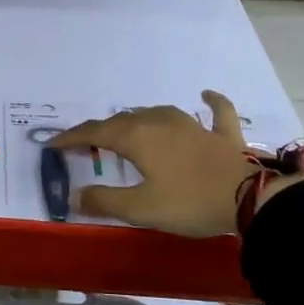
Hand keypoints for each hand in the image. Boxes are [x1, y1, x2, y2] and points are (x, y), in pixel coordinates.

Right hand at [51, 92, 301, 237]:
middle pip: (123, 121)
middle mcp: (160, 123)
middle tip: (85, 144)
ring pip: (157, 113)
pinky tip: (205, 94)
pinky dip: (209, 102)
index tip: (52, 145)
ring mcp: (193, 125)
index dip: (72, 138)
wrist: (250, 198)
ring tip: (127, 127)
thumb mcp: (141, 209)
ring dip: (138, 119)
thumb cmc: (189, 202)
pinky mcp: (223, 134)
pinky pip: (216, 111)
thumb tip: (74, 195)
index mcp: (137, 138)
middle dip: (101, 131)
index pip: (95, 134)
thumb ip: (105, 201)